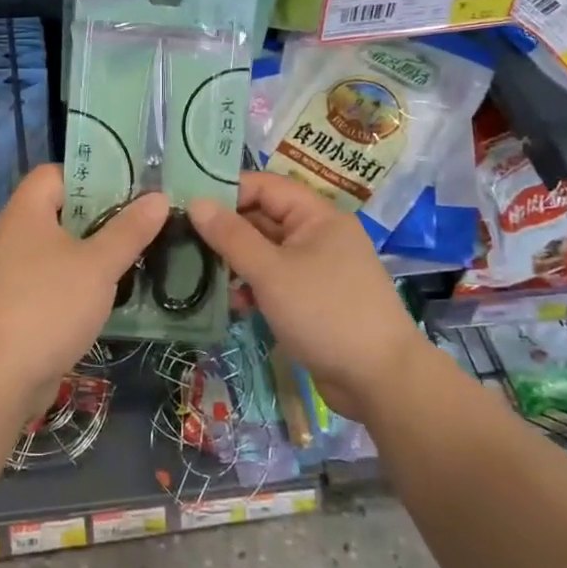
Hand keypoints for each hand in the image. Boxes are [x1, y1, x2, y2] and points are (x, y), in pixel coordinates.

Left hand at [0, 165, 167, 410]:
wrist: (0, 376)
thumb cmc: (49, 306)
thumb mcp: (98, 265)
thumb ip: (129, 230)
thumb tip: (158, 197)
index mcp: (26, 211)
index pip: (55, 173)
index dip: (89, 174)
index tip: (127, 187)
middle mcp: (14, 233)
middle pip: (60, 208)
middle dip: (100, 213)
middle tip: (140, 219)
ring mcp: (12, 269)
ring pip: (58, 245)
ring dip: (92, 248)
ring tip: (133, 252)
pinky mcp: (16, 301)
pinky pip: (52, 275)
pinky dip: (77, 277)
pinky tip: (108, 290)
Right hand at [189, 171, 423, 420]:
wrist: (382, 382)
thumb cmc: (325, 314)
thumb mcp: (271, 272)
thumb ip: (232, 236)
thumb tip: (197, 202)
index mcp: (317, 216)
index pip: (264, 186)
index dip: (227, 191)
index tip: (188, 205)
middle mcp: (319, 235)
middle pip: (264, 218)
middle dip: (227, 230)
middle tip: (184, 240)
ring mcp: (318, 268)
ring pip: (267, 251)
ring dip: (237, 261)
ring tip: (200, 274)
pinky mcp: (314, 300)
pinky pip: (276, 280)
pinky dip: (254, 287)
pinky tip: (233, 304)